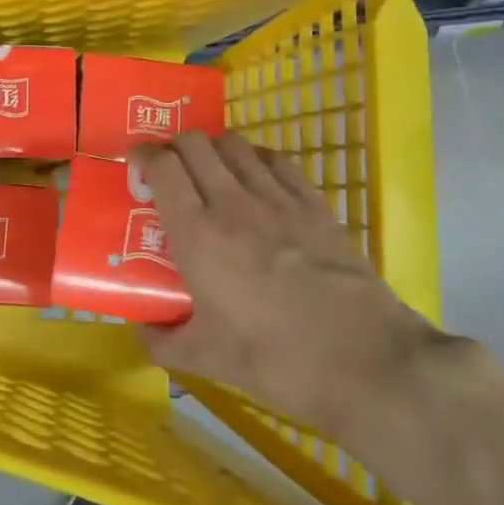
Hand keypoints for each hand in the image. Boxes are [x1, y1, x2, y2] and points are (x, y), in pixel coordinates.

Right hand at [133, 132, 456, 472]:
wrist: (366, 361)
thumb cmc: (277, 361)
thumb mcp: (208, 360)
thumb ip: (164, 342)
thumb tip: (141, 330)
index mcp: (198, 235)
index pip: (162, 166)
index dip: (143, 156)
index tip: (136, 168)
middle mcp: (232, 203)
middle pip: (195, 143)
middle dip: (175, 147)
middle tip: (170, 172)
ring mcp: (278, 198)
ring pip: (235, 144)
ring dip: (214, 149)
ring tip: (211, 174)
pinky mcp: (314, 204)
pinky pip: (277, 160)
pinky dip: (256, 158)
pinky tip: (256, 178)